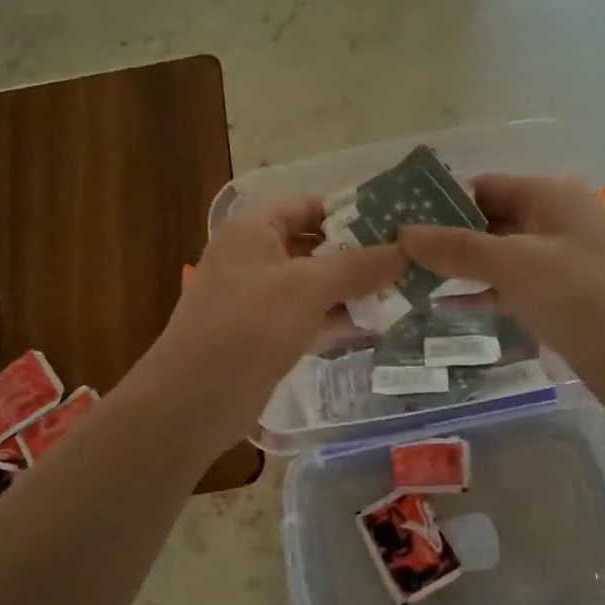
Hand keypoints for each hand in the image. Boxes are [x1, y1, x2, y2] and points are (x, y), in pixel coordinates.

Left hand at [138, 195, 405, 454]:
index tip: (396, 226)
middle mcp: (254, 257)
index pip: (309, 206)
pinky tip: (377, 326)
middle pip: (315, 246)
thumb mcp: (308, 287)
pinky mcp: (265, 335)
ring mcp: (258, 299)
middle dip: (359, 257)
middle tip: (410, 263)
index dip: (352, 212)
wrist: (195, 399)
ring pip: (314, 286)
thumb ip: (358, 266)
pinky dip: (337, 320)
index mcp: (254, 230)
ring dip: (353, 291)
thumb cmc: (249, 326)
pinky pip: (308, 318)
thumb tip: (406, 251)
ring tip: (405, 294)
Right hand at [399, 175, 604, 410]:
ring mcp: (559, 261)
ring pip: (496, 256)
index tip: (396, 223)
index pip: (482, 186)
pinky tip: (443, 306)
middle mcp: (554, 220)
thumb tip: (403, 233)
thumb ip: (458, 248)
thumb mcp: (516, 266)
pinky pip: (510, 287)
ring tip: (407, 281)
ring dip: (458, 267)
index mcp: (551, 196)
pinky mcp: (560, 298)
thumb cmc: (586, 299)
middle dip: (444, 237)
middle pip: (487, 220)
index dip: (440, 202)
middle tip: (393, 256)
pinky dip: (480, 293)